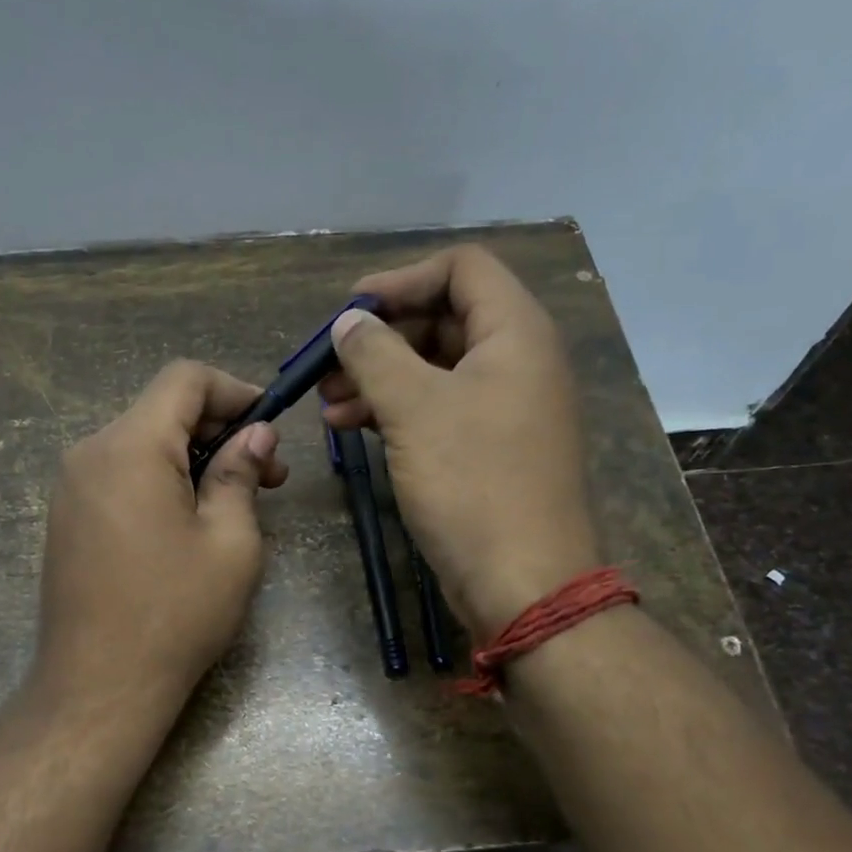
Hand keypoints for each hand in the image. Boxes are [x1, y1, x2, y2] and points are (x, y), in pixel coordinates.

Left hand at [35, 361, 288, 712]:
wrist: (98, 687)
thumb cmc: (176, 613)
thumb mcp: (230, 541)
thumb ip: (241, 474)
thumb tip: (257, 434)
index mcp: (130, 446)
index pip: (183, 379)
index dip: (234, 390)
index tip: (271, 425)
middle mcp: (90, 453)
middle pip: (161, 410)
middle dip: (220, 430)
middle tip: (268, 476)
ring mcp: (71, 488)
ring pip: (142, 444)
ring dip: (193, 459)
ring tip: (235, 503)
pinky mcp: (68, 519)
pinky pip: (121, 476)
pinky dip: (162, 481)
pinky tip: (190, 522)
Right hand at [319, 244, 596, 637]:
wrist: (523, 583)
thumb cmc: (472, 484)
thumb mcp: (414, 409)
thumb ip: (375, 354)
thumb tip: (348, 322)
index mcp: (516, 333)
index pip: (462, 268)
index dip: (402, 280)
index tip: (351, 312)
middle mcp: (519, 361)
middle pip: (444, 319)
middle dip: (382, 338)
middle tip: (329, 365)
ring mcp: (506, 408)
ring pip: (436, 369)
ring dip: (380, 378)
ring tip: (328, 404)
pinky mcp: (491, 449)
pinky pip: (440, 409)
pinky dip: (397, 411)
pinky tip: (351, 428)